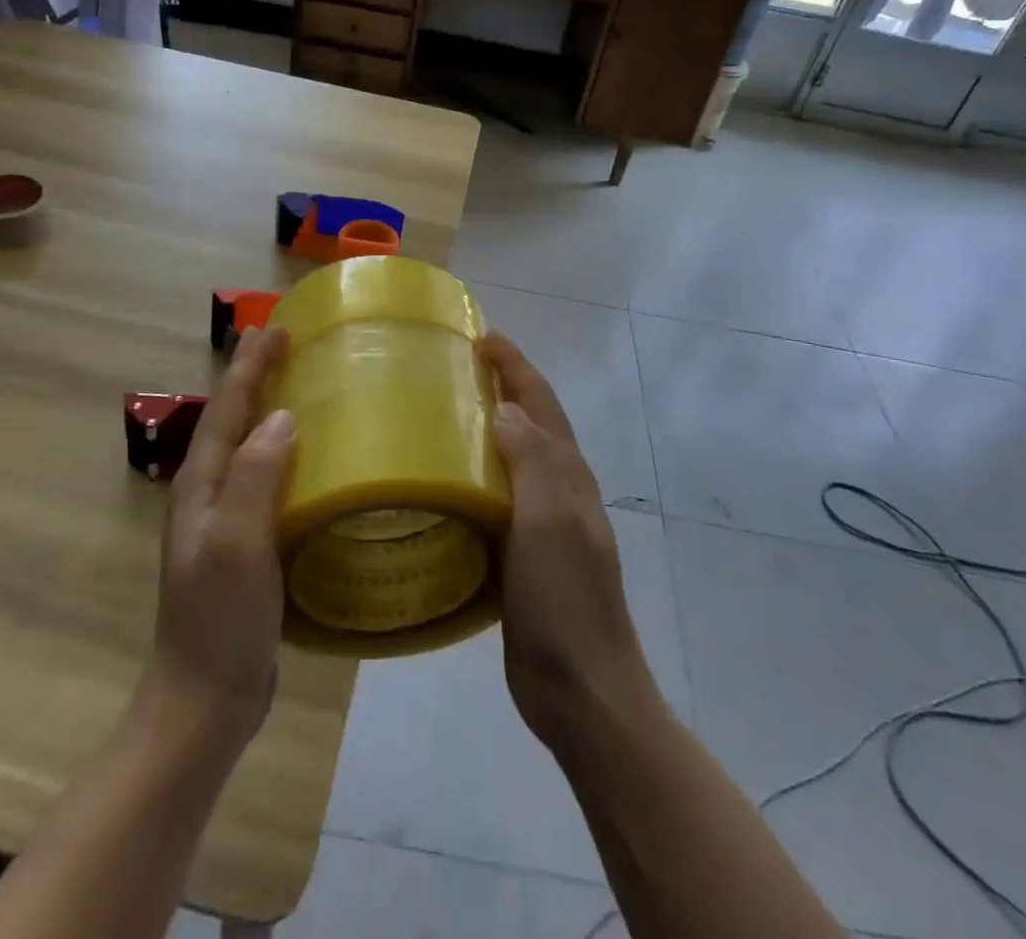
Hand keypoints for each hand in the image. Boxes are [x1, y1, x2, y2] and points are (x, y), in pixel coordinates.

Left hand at [143, 327, 295, 751]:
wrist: (204, 702)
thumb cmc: (220, 620)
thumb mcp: (238, 543)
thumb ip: (257, 477)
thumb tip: (283, 417)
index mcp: (202, 485)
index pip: (229, 408)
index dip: (251, 367)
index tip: (276, 329)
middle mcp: (209, 494)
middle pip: (234, 420)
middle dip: (256, 378)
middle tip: (286, 343)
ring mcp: (226, 521)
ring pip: (250, 448)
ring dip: (269, 410)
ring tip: (302, 386)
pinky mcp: (247, 545)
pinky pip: (267, 480)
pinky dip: (286, 453)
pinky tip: (311, 459)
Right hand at [483, 333, 654, 749]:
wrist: (581, 689)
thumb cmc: (565, 598)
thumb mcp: (550, 521)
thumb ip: (532, 461)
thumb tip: (506, 409)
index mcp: (568, 474)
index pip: (541, 403)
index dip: (517, 367)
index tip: (484, 336)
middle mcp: (559, 490)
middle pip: (531, 424)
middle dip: (504, 388)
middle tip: (457, 367)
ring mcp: (543, 524)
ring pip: (514, 459)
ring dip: (488, 429)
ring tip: (443, 414)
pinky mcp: (522, 555)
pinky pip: (498, 498)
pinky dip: (477, 476)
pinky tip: (446, 483)